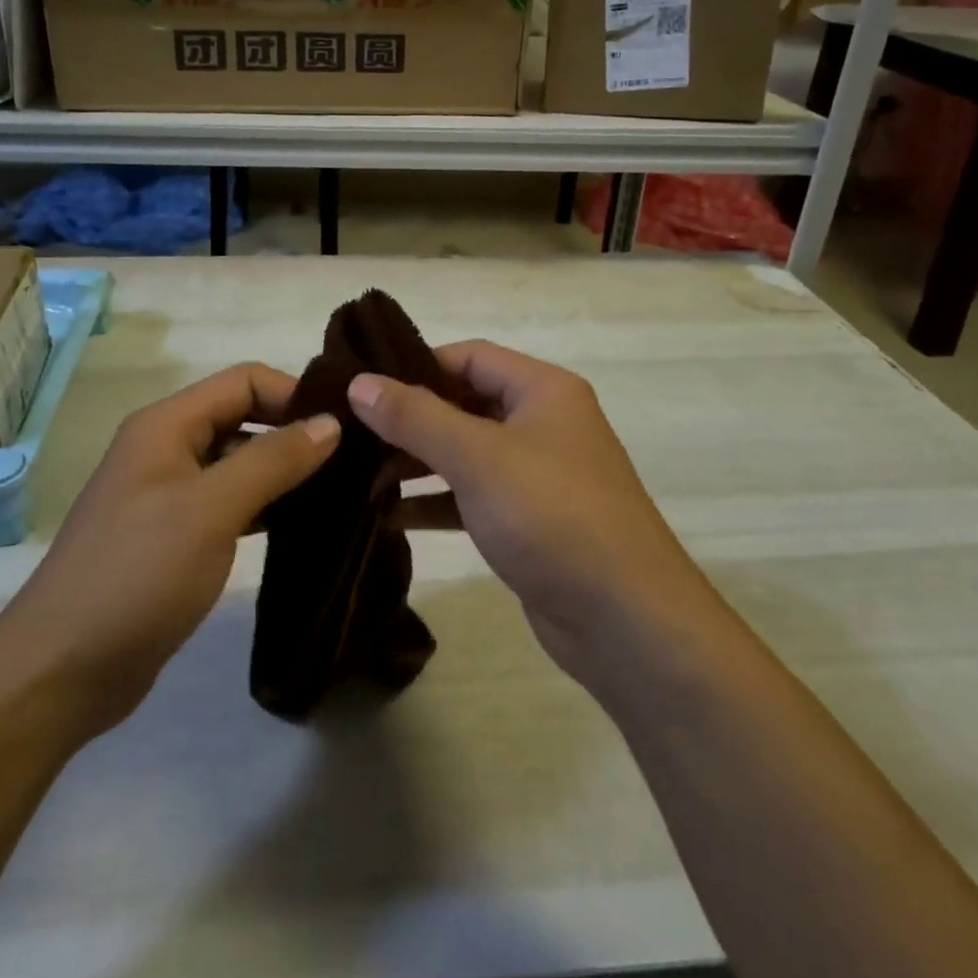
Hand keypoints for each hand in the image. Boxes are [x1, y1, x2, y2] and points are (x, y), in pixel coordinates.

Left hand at [7, 364, 340, 738]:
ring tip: (342, 492)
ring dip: (286, 472)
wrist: (61, 672)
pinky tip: (305, 525)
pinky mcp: (178, 537)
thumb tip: (330, 422)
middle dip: (295, 433)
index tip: (344, 428)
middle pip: (244, 418)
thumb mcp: (210, 509)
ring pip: (241, 463)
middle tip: (354, 461)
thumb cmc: (136, 574)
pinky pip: (232, 503)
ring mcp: (171, 494)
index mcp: (167, 425)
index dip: (294, 395)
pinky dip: (268, 506)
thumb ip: (272, 460)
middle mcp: (168, 448)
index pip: (244, 381)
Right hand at [347, 341, 711, 694]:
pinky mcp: (530, 522)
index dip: (417, 366)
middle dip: (411, 420)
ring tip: (361, 477)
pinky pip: (473, 496)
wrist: (625, 620)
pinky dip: (436, 502)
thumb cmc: (551, 515)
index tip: (364, 385)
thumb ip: (415, 417)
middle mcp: (543, 423)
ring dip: (418, 463)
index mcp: (543, 390)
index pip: (470, 356)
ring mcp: (538, 475)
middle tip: (353, 434)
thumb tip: (359, 382)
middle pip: (465, 404)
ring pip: (466, 453)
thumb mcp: (478, 457)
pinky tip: (391, 516)